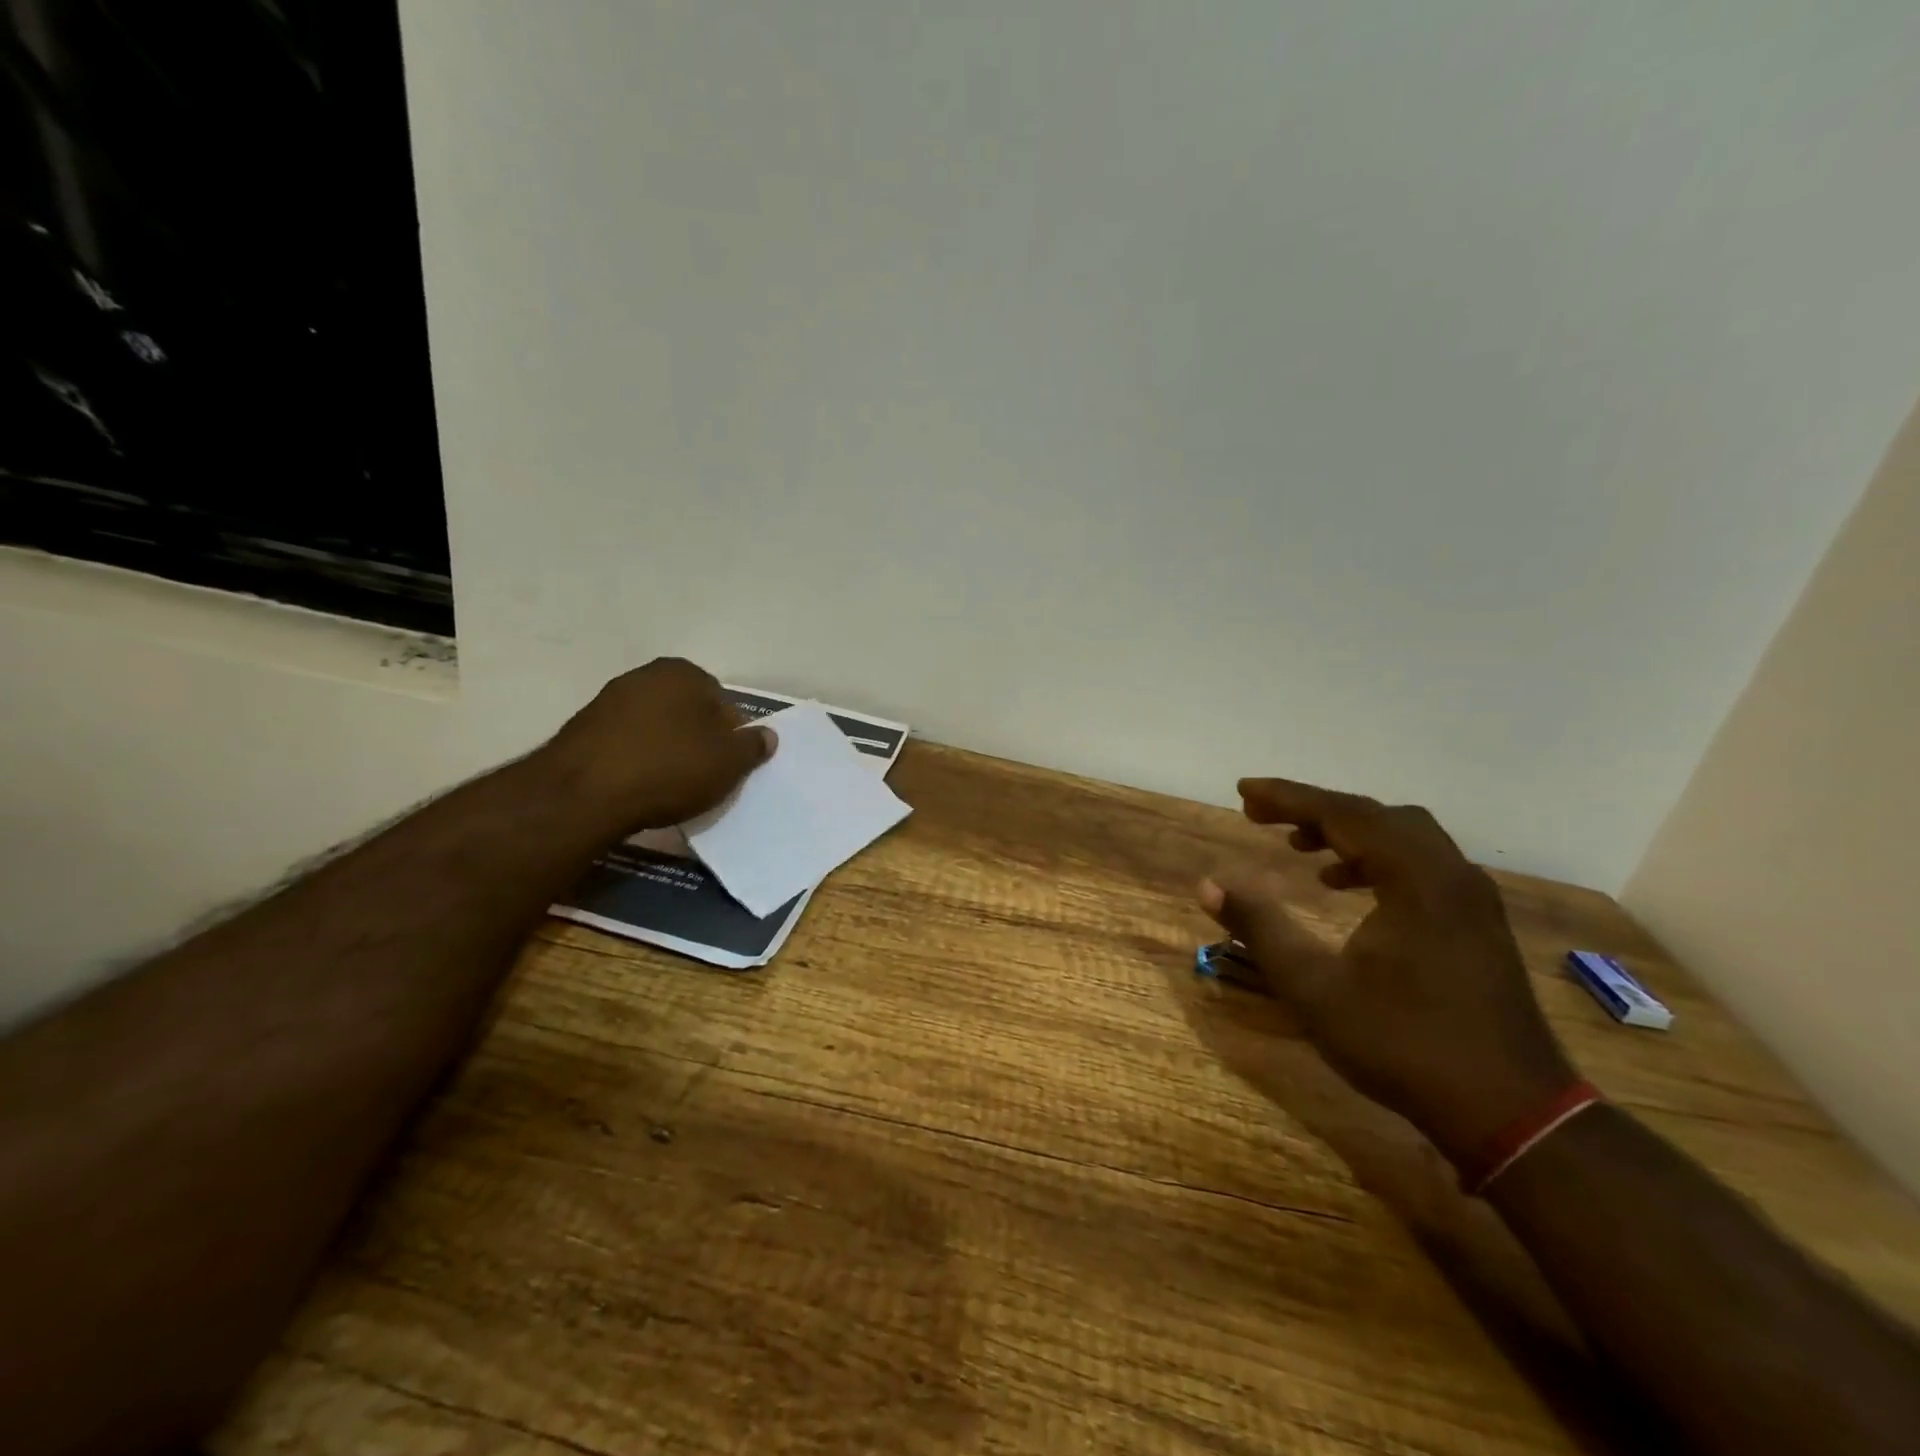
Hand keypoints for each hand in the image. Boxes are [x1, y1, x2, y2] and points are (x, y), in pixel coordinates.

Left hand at [540, 658, 775, 829]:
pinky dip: (637, 764)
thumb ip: (753, 746)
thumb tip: (766, 736)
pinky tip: (640, 790)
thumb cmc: (670, 768)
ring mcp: (608, 702)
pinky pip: (626, 746)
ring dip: (666, 753)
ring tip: (672, 789)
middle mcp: (644, 676)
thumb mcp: (729, 762)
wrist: (584, 795)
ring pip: (656, 729)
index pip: (724, 703)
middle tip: (705, 778)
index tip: (729, 767)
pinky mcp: (582, 732)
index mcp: (684, 672)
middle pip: (688, 713)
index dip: (732, 737)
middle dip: (698, 741)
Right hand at [1199, 777, 1574, 1168]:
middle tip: (1263, 817)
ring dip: (1348, 833)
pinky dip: (1377, 859)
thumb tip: (1207, 885)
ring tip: (1301, 849)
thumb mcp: (1314, 987)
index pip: (1343, 813)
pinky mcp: (1477, 923)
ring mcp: (1471, 898)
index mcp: (1415, 878)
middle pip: (1375, 815)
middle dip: (1314, 809)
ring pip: (1403, 837)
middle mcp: (1450, 874)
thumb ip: (1260, 928)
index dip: (1287, 797)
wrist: (1512, 1113)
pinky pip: (1421, 864)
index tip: (1243, 791)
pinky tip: (1349, 888)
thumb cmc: (1404, 1044)